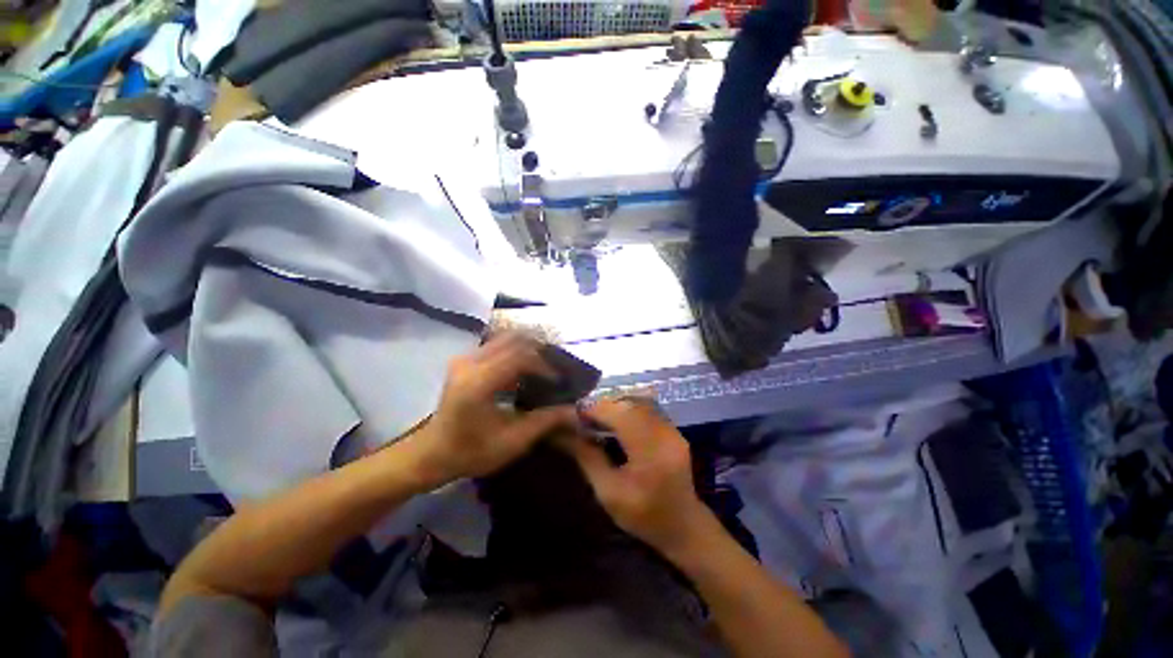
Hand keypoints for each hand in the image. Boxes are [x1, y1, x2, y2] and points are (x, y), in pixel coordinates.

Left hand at [405, 332, 578, 488]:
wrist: (432, 453)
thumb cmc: (471, 452)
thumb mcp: (512, 442)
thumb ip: (545, 422)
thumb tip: (575, 411)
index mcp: (478, 381)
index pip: (520, 356)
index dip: (544, 365)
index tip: (558, 380)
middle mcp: (470, 362)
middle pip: (514, 340)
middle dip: (539, 351)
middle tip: (555, 368)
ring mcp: (465, 358)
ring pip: (506, 340)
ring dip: (528, 350)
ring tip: (544, 368)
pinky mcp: (465, 360)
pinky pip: (497, 346)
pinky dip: (516, 353)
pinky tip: (526, 371)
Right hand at [561, 398, 714, 555]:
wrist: (684, 527)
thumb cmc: (644, 517)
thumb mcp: (608, 492)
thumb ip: (587, 458)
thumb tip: (563, 433)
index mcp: (651, 451)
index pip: (621, 416)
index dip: (596, 409)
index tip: (575, 413)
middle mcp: (665, 433)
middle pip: (630, 404)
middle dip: (604, 404)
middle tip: (584, 415)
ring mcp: (672, 429)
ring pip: (639, 402)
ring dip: (616, 405)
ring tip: (597, 417)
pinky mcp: (673, 429)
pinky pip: (647, 409)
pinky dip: (627, 409)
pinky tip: (616, 421)